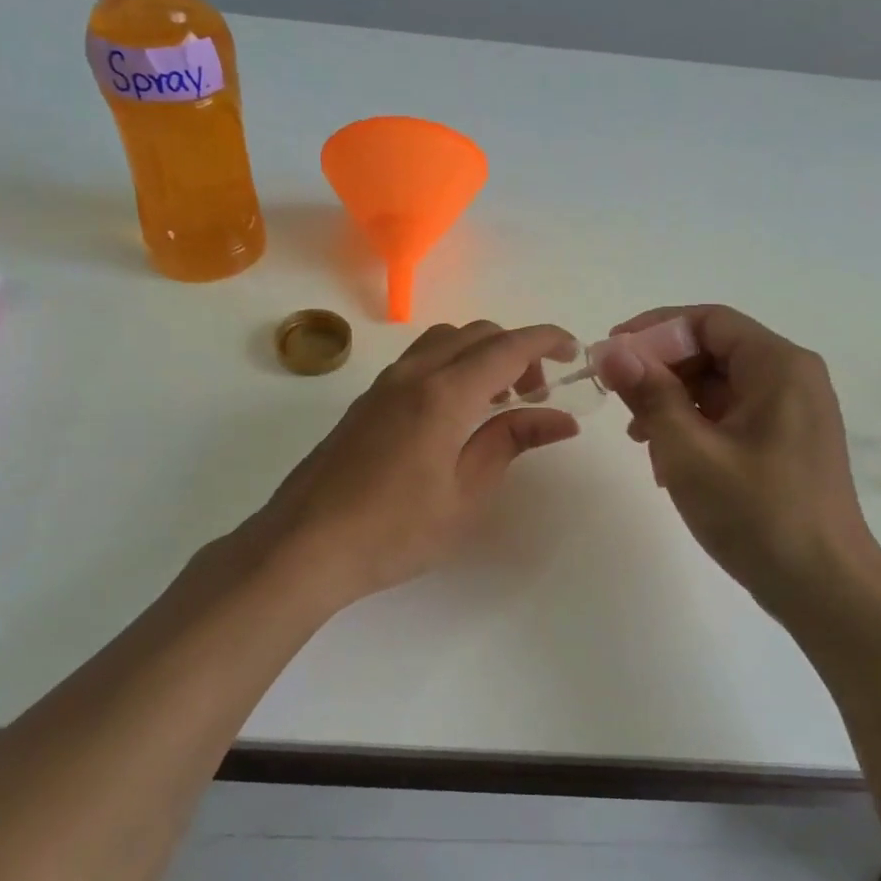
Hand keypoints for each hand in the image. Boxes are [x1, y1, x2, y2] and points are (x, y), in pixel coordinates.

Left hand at [232, 321, 582, 610]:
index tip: (575, 352)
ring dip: (480, 354)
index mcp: (444, 394)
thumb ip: (510, 442)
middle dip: (516, 350)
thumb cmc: (395, 530)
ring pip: (443, 341)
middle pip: (476, 334)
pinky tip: (456, 413)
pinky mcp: (366, 402)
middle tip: (537, 394)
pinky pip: (419, 362)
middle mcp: (413, 375)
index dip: (547, 341)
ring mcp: (383, 385)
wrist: (306, 546)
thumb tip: (560, 418)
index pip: (508, 347)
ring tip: (497, 402)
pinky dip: (451, 366)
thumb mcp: (466, 493)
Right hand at [596, 306, 880, 619]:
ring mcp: (792, 413)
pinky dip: (696, 428)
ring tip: (640, 440)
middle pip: (714, 351)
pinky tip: (670, 463)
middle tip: (620, 402)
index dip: (653, 330)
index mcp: (778, 366)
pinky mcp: (786, 444)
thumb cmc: (757, 514)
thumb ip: (650, 395)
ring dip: (674, 403)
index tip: (611, 354)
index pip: (708, 321)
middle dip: (661, 371)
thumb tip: (612, 351)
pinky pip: (732, 416)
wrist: (824, 588)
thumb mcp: (690, 452)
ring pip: (719, 386)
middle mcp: (792, 378)